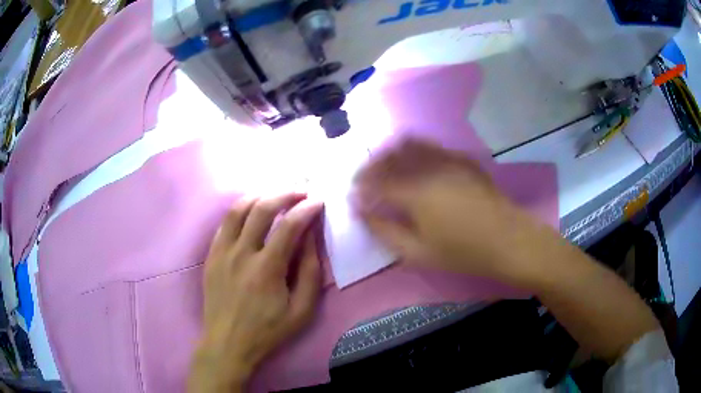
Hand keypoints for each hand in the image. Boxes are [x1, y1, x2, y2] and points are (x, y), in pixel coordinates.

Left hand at [189, 193, 323, 392]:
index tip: (319, 201)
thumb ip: (310, 273)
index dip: (307, 208)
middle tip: (300, 191)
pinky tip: (250, 213)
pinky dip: (240, 211)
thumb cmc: (268, 330)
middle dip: (284, 193)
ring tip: (275, 195)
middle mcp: (241, 254)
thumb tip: (311, 238)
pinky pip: (224, 224)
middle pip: (261, 208)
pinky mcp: (211, 256)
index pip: (289, 226)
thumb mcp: (302, 311)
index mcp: (266, 269)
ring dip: (259, 195)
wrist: (228, 343)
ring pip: (237, 209)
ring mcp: (221, 252)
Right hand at [355, 139, 551, 286]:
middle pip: (389, 156)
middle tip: (365, 181)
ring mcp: (447, 158)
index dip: (361, 187)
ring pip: (409, 144)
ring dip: (391, 154)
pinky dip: (414, 151)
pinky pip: (431, 146)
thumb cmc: (462, 252)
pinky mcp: (462, 159)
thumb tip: (362, 213)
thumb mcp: (417, 253)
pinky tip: (415, 166)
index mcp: (414, 191)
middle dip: (371, 166)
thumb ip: (385, 231)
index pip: (375, 181)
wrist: (508, 240)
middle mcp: (427, 167)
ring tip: (386, 169)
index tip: (354, 196)